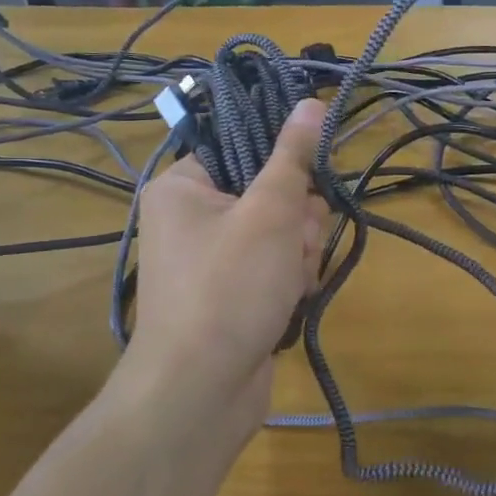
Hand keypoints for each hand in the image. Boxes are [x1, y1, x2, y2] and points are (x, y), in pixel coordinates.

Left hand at [131, 98, 327, 425]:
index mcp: (184, 187)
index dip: (284, 162)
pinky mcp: (232, 294)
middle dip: (298, 220)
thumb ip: (294, 157)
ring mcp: (213, 260)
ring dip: (299, 253)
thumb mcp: (270, 212)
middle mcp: (192, 219)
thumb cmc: (229, 287)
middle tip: (296, 243)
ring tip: (290, 281)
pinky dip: (290, 280)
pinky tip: (291, 300)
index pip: (244, 148)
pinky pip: (275, 267)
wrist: (199, 393)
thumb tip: (311, 102)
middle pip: (270, 192)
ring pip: (281, 232)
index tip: (312, 178)